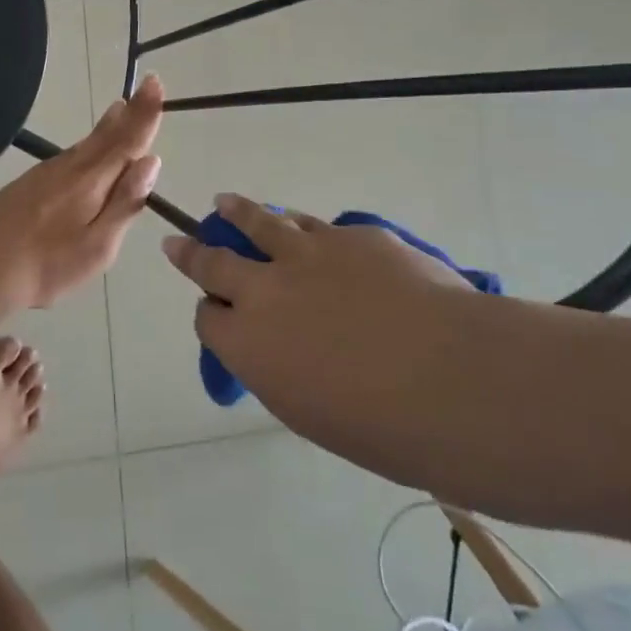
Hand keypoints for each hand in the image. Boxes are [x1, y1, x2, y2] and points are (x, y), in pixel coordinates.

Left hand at [0, 74, 164, 311]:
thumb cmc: (46, 265)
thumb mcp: (97, 247)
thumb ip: (124, 203)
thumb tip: (150, 161)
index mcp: (91, 181)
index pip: (126, 140)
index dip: (144, 113)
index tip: (155, 82)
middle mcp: (69, 168)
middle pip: (105, 136)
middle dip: (129, 113)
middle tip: (144, 88)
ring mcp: (44, 174)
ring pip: (84, 145)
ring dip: (106, 127)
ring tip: (120, 111)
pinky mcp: (26, 184)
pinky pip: (67, 157)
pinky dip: (85, 146)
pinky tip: (84, 152)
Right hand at [161, 195, 476, 442]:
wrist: (453, 379)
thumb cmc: (383, 427)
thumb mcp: (311, 412)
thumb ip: (281, 372)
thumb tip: (283, 351)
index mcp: (246, 344)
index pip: (207, 320)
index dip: (209, 315)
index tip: (214, 313)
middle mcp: (263, 290)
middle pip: (213, 261)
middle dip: (192, 251)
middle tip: (177, 240)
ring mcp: (307, 254)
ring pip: (258, 222)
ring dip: (237, 213)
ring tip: (225, 203)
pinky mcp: (351, 235)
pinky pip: (314, 225)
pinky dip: (300, 226)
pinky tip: (305, 227)